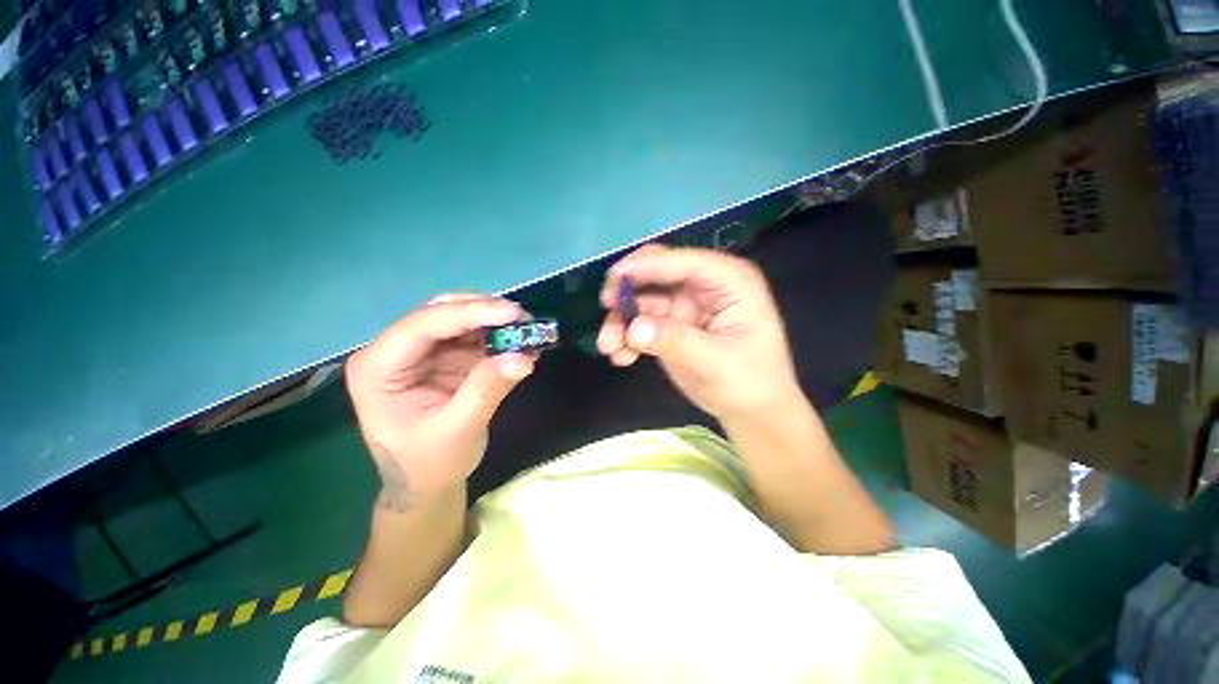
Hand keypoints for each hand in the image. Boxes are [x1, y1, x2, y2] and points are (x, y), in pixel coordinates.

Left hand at [345, 294, 534, 509]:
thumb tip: (523, 356)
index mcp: (378, 369)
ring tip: (527, 329)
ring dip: (494, 321)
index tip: (512, 313)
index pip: (422, 326)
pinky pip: (473, 337)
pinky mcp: (444, 358)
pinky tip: (522, 341)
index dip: (469, 313)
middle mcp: (395, 352)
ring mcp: (422, 353)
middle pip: (439, 313)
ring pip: (459, 319)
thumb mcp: (457, 431)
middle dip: (483, 311)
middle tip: (522, 317)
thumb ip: (487, 390)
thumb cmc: (429, 464)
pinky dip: (499, 337)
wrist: (426, 484)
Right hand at [596, 245, 801, 421]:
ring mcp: (686, 305)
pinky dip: (627, 336)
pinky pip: (641, 322)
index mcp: (730, 281)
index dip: (649, 266)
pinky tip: (621, 357)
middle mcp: (705, 286)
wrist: (751, 412)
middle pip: (658, 272)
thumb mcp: (715, 362)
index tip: (616, 276)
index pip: (686, 262)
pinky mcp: (671, 325)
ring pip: (643, 299)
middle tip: (606, 305)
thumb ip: (674, 341)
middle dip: (629, 288)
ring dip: (622, 320)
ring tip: (609, 347)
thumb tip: (633, 329)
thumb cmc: (749, 383)